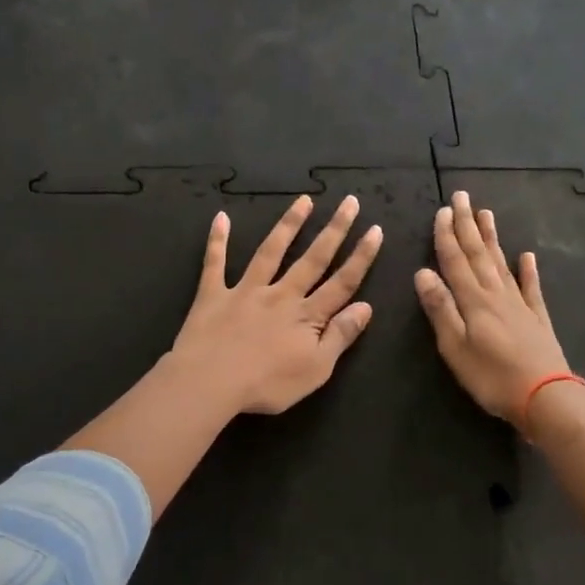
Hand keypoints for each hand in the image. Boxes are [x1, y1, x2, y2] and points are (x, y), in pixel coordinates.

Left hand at [169, 194, 383, 415]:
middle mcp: (281, 294)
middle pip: (313, 258)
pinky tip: (221, 217)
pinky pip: (215, 263)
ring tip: (304, 201)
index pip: (342, 282)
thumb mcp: (316, 369)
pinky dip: (218, 239)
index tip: (375, 229)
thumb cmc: (267, 384)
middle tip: (349, 202)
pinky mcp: (213, 294)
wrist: (210, 382)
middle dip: (334, 230)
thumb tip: (366, 307)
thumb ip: (340, 336)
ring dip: (289, 224)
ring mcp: (246, 291)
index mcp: (307, 315)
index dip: (361, 257)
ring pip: (271, 251)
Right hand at [415, 191, 569, 423]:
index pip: (455, 261)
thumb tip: (422, 272)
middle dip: (467, 225)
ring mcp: (520, 305)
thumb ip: (441, 309)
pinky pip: (531, 288)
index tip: (442, 210)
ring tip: (486, 214)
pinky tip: (528, 256)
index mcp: (474, 301)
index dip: (447, 236)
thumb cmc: (493, 377)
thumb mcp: (455, 347)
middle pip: (479, 253)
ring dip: (492, 238)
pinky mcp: (537, 319)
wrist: (546, 397)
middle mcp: (497, 294)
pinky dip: (528, 270)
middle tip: (462, 197)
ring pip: (502, 263)